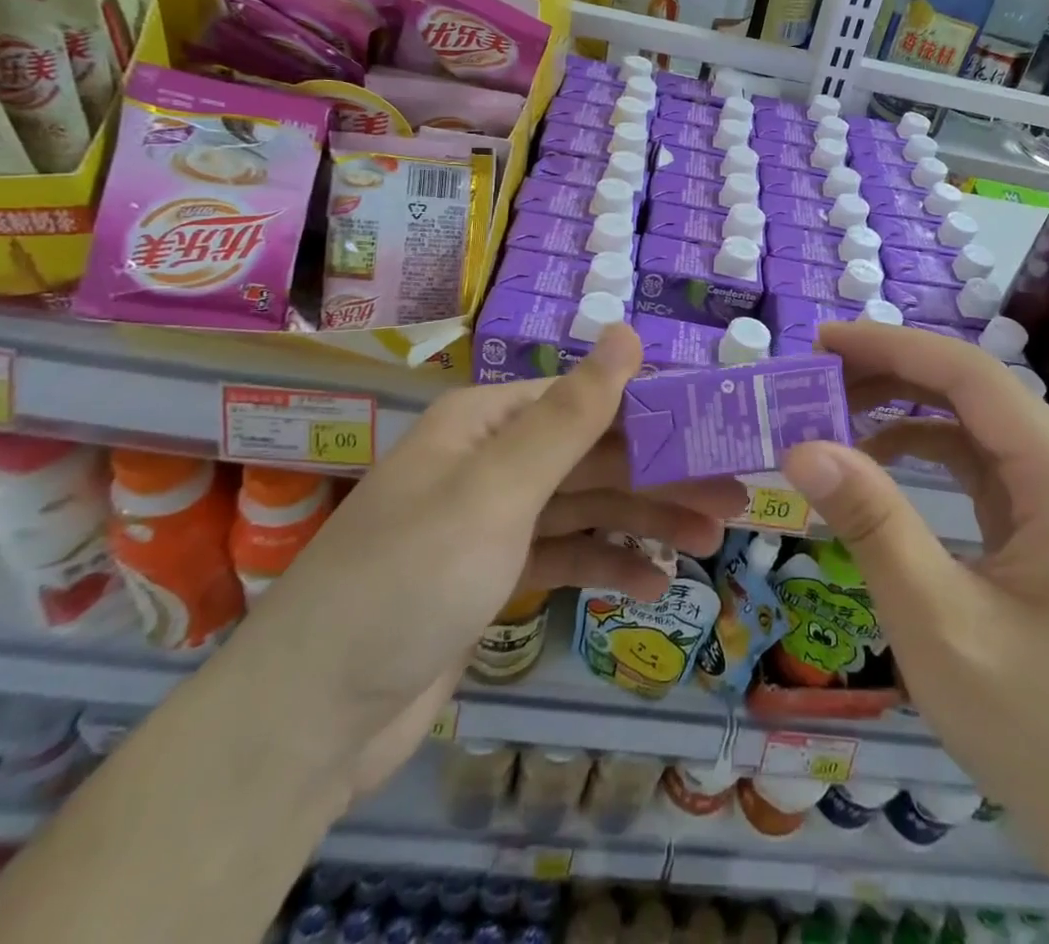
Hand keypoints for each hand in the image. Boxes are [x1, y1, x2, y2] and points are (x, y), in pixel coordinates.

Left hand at [214, 324, 743, 798]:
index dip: (657, 412)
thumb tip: (626, 330)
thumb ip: (571, 415)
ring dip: (647, 522)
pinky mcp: (493, 576)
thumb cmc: (410, 581)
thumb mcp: (497, 491)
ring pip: (587, 507)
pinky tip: (651, 582)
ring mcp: (493, 521)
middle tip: (736, 496)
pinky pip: (565, 555)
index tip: (720, 429)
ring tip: (712, 541)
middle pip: (595, 456)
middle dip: (664, 476)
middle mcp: (493, 460)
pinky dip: (607, 564)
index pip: (590, 400)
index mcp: (489, 422)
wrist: (312, 718)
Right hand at [780, 323, 1048, 827]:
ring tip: (834, 410)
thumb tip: (802, 447)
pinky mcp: (1042, 524)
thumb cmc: (1032, 725)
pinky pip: (976, 461)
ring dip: (903, 406)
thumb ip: (872, 523)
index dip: (893, 347)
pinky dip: (921, 447)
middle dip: (892, 372)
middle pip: (972, 390)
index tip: (822, 342)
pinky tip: (876, 459)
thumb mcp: (936, 621)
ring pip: (971, 421)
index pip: (971, 377)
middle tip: (816, 375)